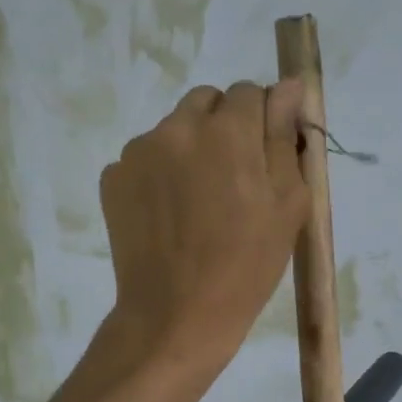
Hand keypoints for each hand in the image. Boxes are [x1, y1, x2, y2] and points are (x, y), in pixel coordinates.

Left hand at [99, 81, 308, 377]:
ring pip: (174, 129)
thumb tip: (287, 87)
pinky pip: (146, 158)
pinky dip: (161, 173)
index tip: (265, 156)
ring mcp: (138, 151)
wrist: (176, 314)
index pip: (250, 93)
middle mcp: (178, 127)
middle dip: (224, 126)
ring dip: (191, 148)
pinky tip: (170, 214)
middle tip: (234, 177)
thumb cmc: (248, 263)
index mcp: (227, 130)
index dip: (263, 120)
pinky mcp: (113, 177)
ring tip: (199, 201)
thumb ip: (284, 137)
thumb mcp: (288, 203)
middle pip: (208, 102)